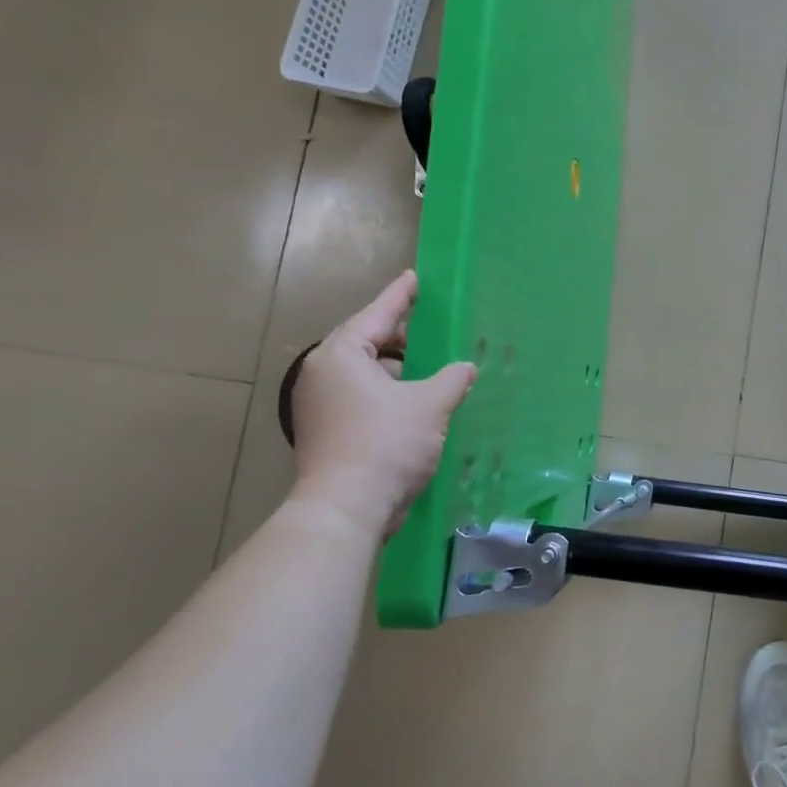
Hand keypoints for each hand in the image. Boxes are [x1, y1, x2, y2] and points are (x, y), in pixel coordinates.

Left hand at [289, 271, 476, 538]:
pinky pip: (362, 397)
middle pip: (367, 342)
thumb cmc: (387, 443)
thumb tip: (466, 368)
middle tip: (432, 329)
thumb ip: (453, 378)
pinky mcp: (327, 431)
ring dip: (397, 369)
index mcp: (342, 355)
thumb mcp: (431, 404)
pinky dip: (388, 392)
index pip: (377, 314)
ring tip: (431, 367)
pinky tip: (416, 401)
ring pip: (365, 373)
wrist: (347, 508)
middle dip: (401, 336)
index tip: (415, 278)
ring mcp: (320, 405)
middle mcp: (323, 374)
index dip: (401, 296)